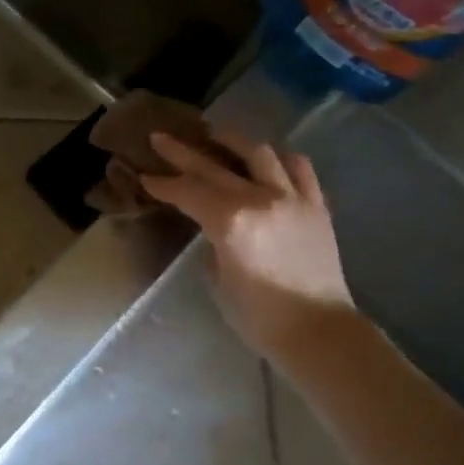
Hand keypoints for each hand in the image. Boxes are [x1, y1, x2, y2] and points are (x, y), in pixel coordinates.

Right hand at [139, 130, 355, 360]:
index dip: (163, 184)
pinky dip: (278, 158)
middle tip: (161, 138)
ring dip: (233, 141)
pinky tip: (267, 159)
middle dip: (183, 152)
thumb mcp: (219, 279)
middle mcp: (261, 199)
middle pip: (214, 167)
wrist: (318, 330)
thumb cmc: (259, 316)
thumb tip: (213, 228)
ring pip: (260, 153)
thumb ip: (212, 243)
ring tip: (216, 134)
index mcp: (231, 221)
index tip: (145, 176)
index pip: (188, 192)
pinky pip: (299, 167)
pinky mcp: (317, 205)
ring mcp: (293, 198)